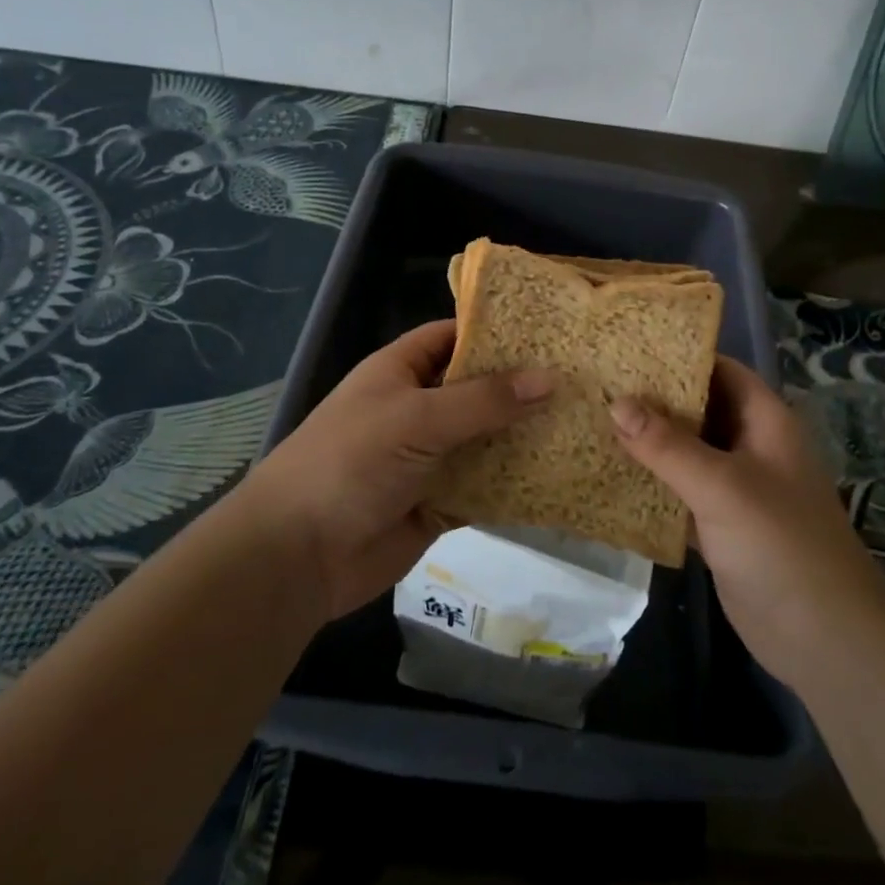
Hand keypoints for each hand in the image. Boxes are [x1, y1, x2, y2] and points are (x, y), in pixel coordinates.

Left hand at [235, 320, 552, 619]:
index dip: (495, 330)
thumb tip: (550, 378)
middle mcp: (418, 408)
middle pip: (477, 389)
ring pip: (486, 438)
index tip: (548, 330)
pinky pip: (486, 485)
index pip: (453, 336)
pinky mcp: (441, 502)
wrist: (300, 554)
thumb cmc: (352, 462)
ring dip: (524, 435)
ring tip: (584, 420)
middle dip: (522, 386)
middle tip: (581, 377)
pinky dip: (516, 482)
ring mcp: (430, 457)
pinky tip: (561, 474)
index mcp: (401, 372)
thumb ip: (483, 400)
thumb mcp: (417, 418)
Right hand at [610, 358, 881, 691]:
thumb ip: (667, 445)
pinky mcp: (721, 525)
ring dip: (649, 442)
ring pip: (687, 452)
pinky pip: (681, 492)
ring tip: (594, 421)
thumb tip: (616, 403)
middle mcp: (751, 446)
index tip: (628, 349)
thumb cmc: (780, 544)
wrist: (824, 640)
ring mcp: (736, 488)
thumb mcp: (721, 486)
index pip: (721, 370)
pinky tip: (610, 476)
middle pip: (700, 409)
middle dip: (655, 399)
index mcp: (764, 421)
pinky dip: (652, 484)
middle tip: (599, 384)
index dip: (680, 356)